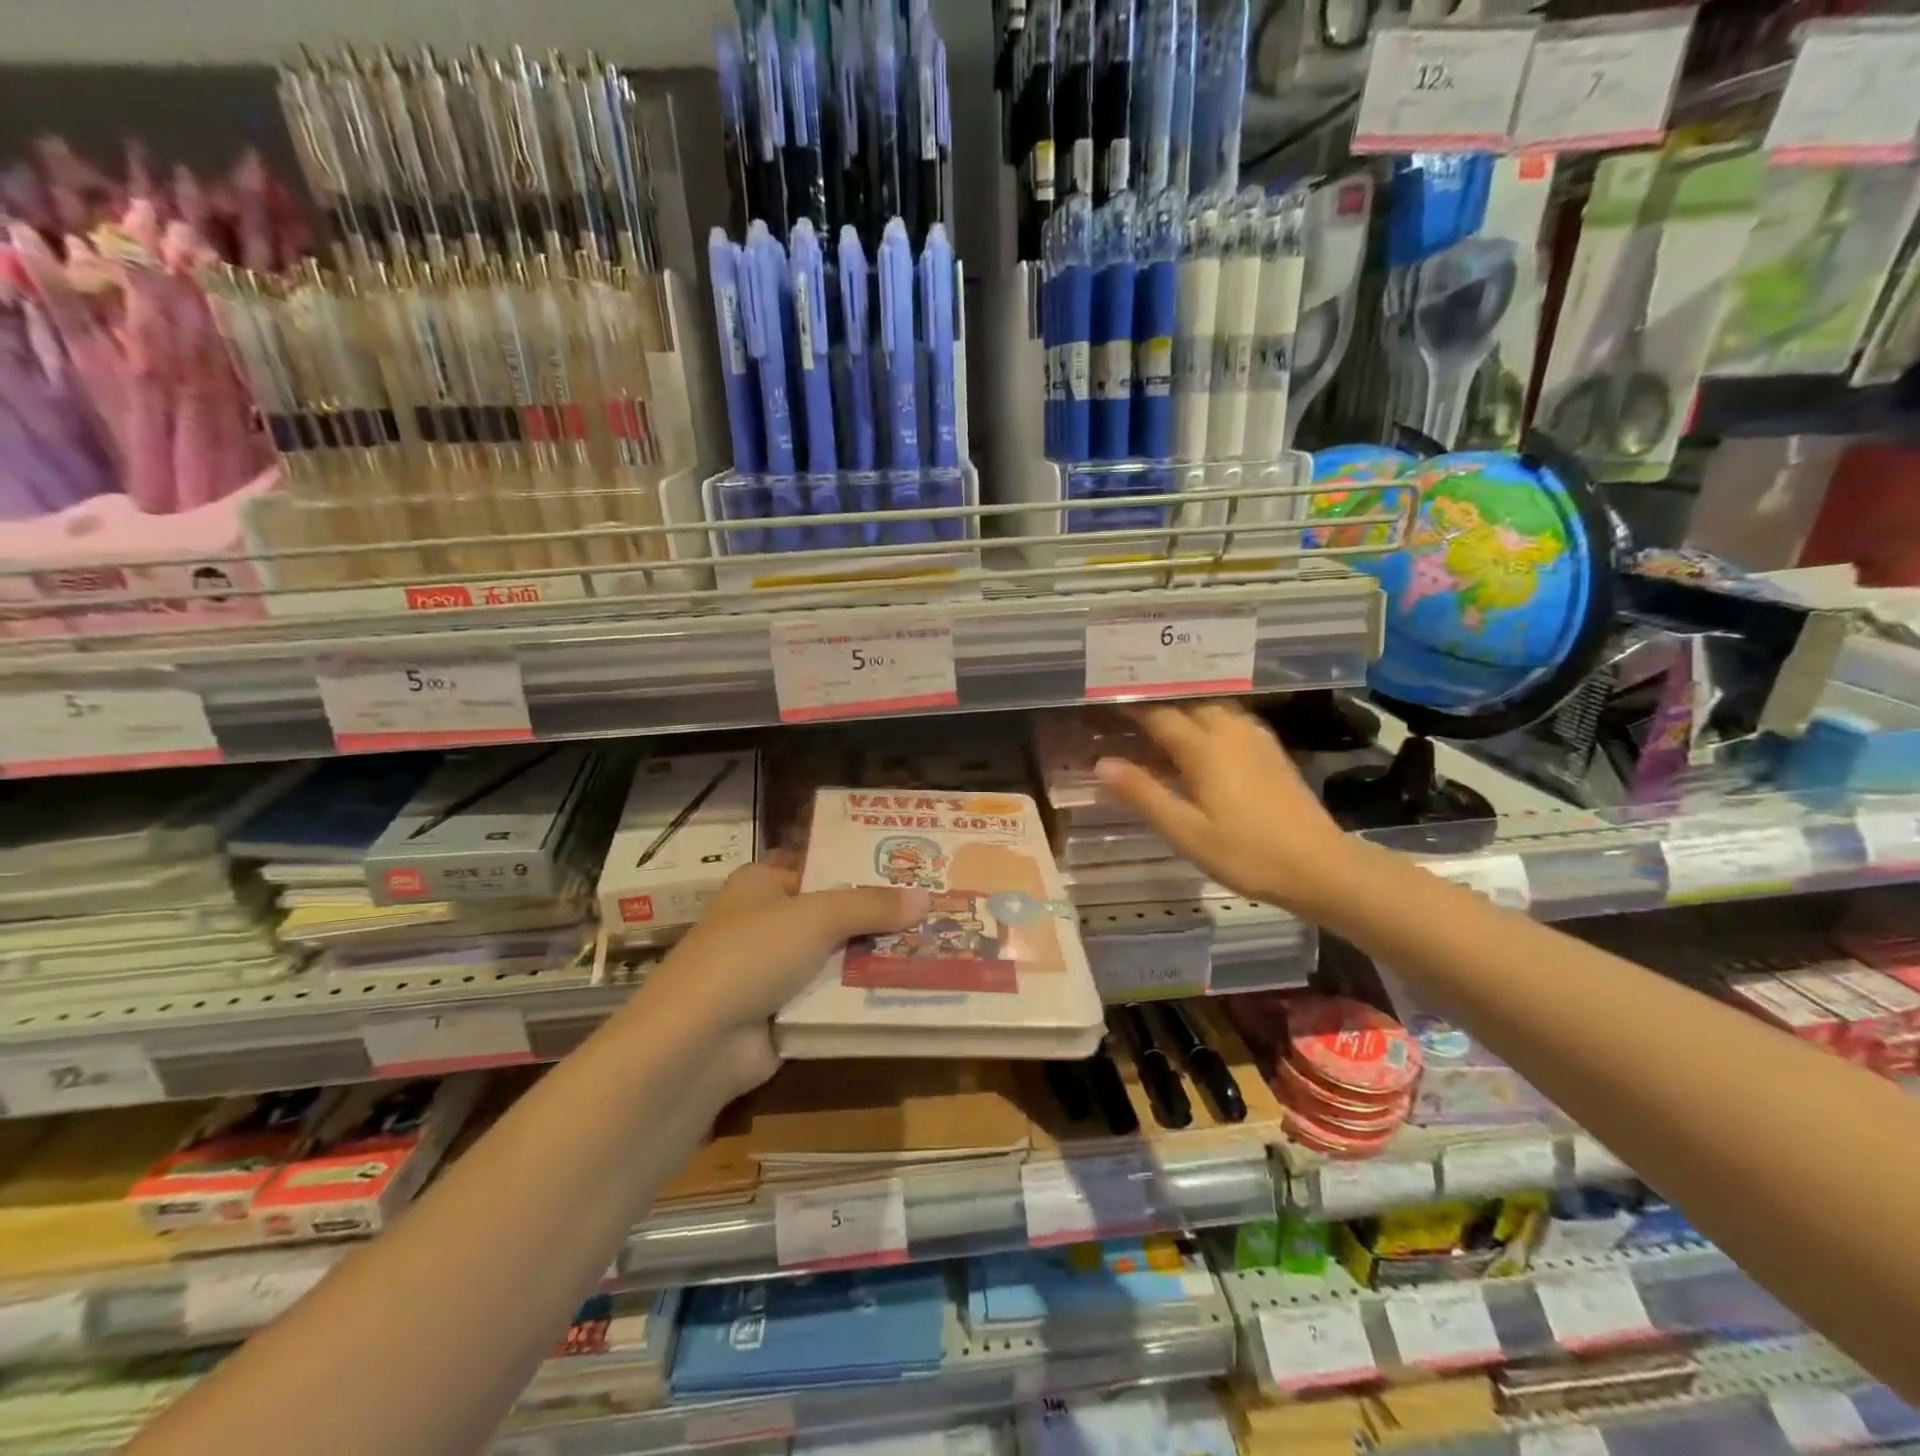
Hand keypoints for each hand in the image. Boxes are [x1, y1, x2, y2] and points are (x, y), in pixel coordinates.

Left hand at [633, 862, 929, 1094]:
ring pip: (836, 958)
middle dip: (879, 918)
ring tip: (935, 950)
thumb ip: (871, 906)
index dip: (864, 869)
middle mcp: (766, 921)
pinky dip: (860, 997)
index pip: (822, 867)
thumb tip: (927, 898)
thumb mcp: (817, 917)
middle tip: (936, 913)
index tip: (914, 873)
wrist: (698, 1043)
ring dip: (875, 959)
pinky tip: (908, 991)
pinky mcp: (780, 1014)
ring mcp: (771, 971)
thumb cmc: (752, 954)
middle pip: (834, 914)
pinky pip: (830, 999)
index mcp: (762, 883)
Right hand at [1094, 702, 1364, 919]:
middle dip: (1157, 702)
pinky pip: (1232, 720)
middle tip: (1127, 712)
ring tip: (1158, 721)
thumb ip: (1143, 794)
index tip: (1105, 705)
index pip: (1159, 714)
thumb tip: (1102, 762)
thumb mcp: (1185, 831)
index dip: (1131, 708)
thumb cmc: (1246, 853)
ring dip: (1185, 708)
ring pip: (1213, 707)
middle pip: (1188, 702)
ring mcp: (1256, 739)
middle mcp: (1230, 731)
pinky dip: (1208, 720)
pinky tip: (1201, 740)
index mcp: (1205, 747)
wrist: (1320, 868)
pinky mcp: (1272, 752)